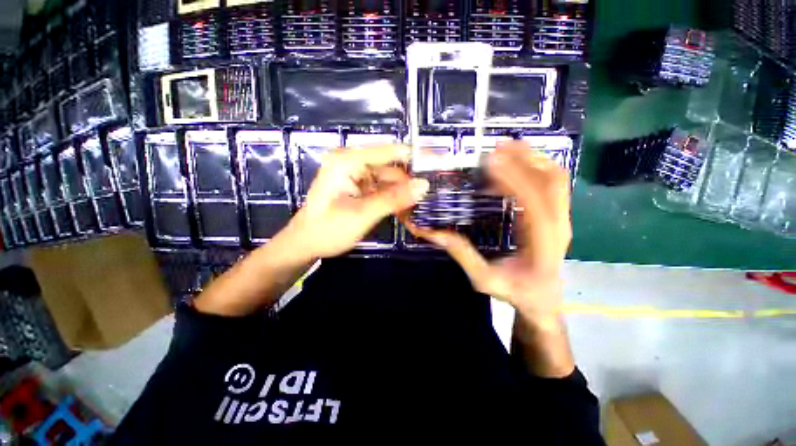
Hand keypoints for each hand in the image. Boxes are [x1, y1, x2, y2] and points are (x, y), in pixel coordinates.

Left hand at [286, 145, 429, 258]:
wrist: (305, 243)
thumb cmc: (328, 230)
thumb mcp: (363, 215)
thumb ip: (393, 199)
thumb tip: (424, 185)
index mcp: (347, 161)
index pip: (389, 151)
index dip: (416, 156)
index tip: (440, 163)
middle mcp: (351, 161)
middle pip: (390, 166)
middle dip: (409, 182)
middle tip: (430, 196)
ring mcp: (355, 173)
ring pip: (388, 178)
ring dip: (402, 193)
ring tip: (418, 207)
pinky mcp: (357, 185)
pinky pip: (382, 187)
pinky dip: (393, 198)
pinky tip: (404, 209)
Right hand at [406, 140, 571, 324]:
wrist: (543, 301)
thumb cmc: (515, 292)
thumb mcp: (483, 279)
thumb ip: (461, 254)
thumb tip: (433, 232)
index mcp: (543, 243)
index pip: (534, 202)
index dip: (513, 178)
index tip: (490, 161)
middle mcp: (559, 226)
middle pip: (552, 182)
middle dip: (525, 159)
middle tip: (497, 147)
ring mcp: (562, 219)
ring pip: (556, 180)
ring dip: (532, 159)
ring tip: (506, 148)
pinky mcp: (558, 217)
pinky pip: (552, 186)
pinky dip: (534, 169)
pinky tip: (514, 165)